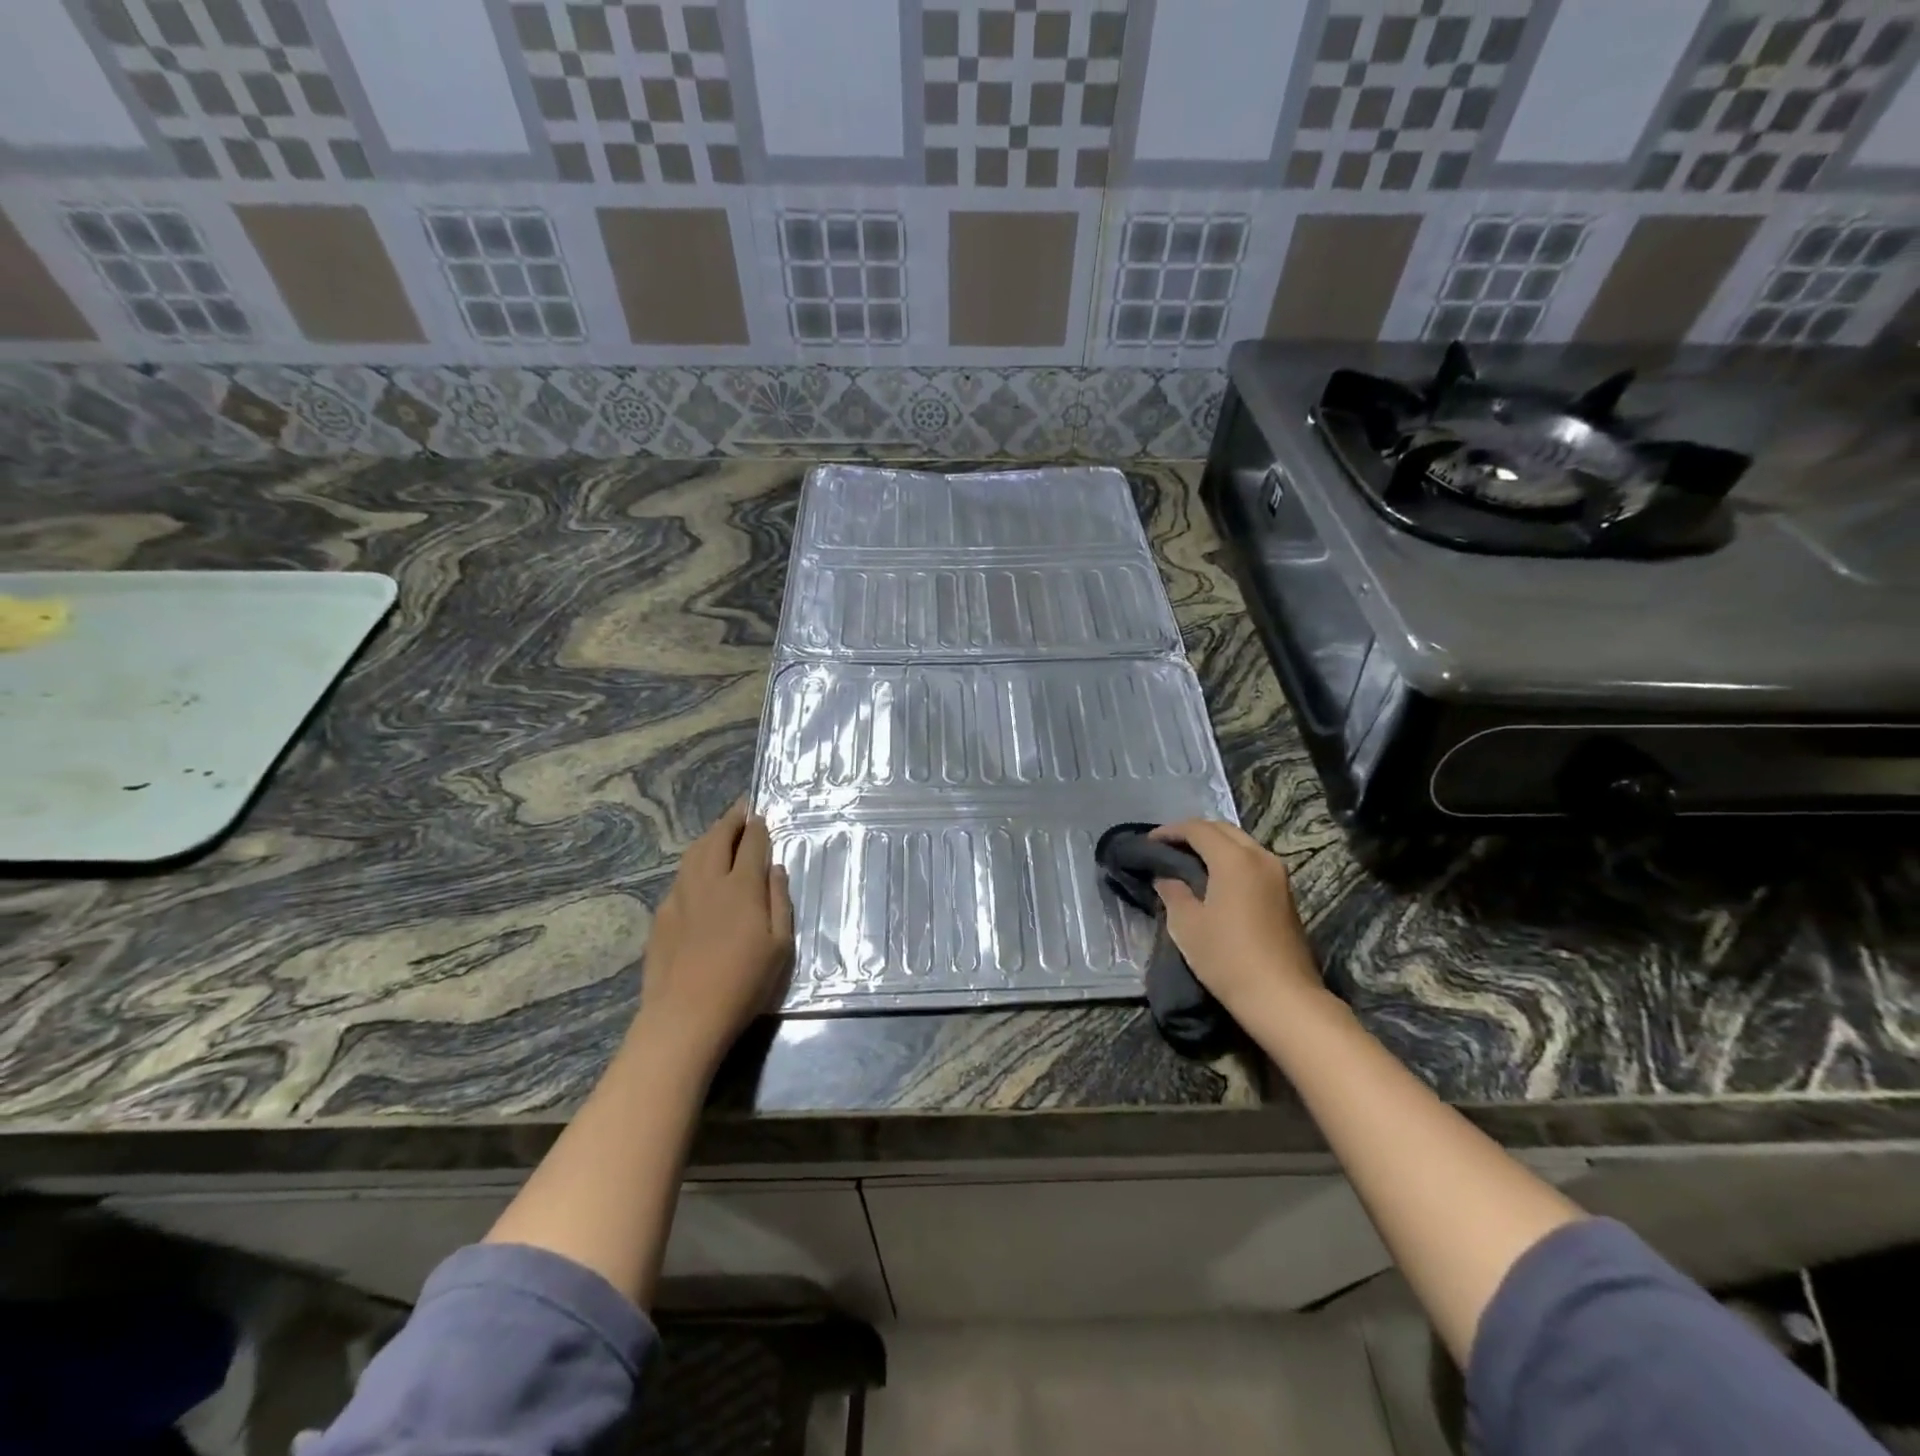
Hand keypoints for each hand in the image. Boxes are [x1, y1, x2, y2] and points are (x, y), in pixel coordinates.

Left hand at [635, 801, 793, 1071]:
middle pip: (718, 839)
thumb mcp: (780, 945)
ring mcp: (680, 896)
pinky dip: (693, 864)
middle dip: (731, 821)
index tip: (761, 816)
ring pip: (694, 854)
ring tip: (719, 832)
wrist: (685, 1015)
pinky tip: (698, 873)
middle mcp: (710, 882)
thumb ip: (779, 901)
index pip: (752, 844)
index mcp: (743, 887)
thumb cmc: (744, 982)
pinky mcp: (662, 915)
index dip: (759, 827)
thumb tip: (775, 869)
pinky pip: (680, 877)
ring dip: (709, 837)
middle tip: (740, 810)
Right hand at [1150, 820, 1321, 1018]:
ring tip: (1189, 861)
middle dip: (1194, 833)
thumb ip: (1173, 892)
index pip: (1198, 829)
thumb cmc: (1227, 958)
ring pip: (1242, 844)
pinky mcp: (1286, 895)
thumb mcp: (1187, 925)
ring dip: (1215, 846)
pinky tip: (1215, 879)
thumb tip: (1166, 878)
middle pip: (1223, 830)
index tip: (1150, 842)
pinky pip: (1253, 862)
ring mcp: (1278, 876)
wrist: (1283, 998)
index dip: (1170, 831)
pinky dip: (1231, 861)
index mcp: (1234, 859)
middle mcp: (1260, 857)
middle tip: (1168, 847)